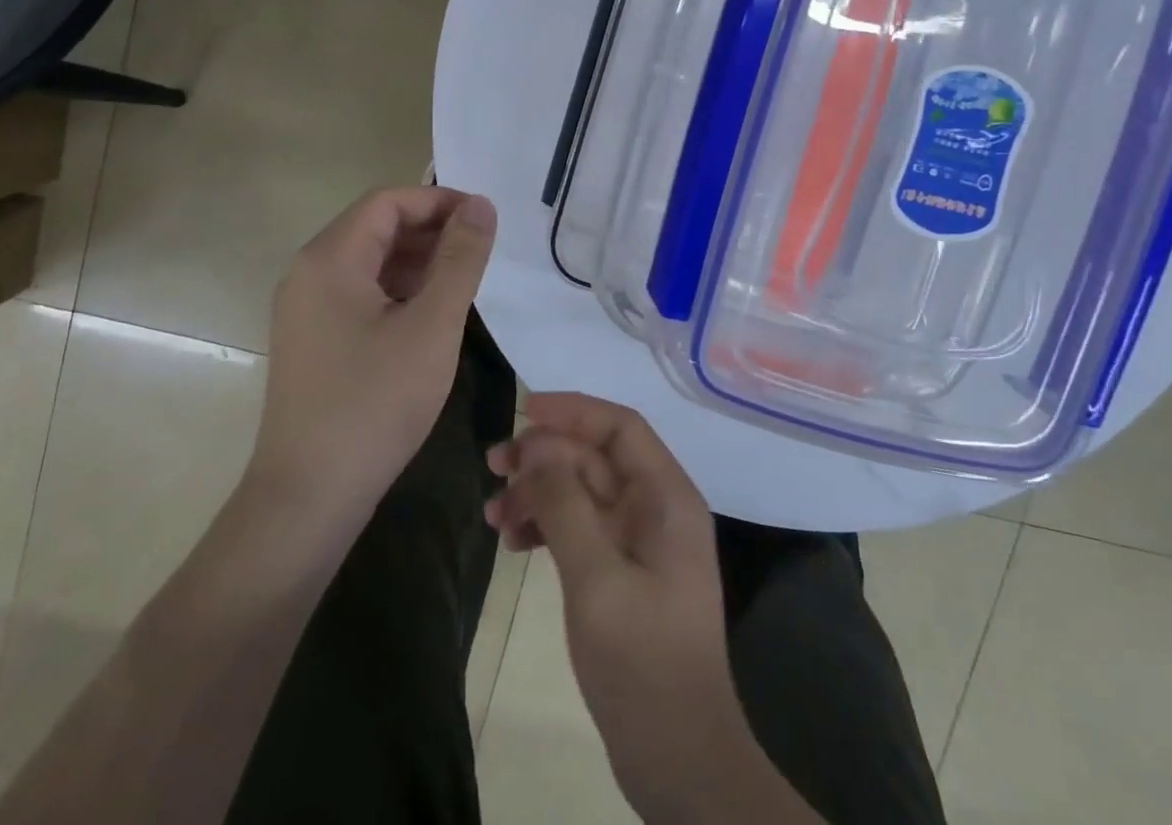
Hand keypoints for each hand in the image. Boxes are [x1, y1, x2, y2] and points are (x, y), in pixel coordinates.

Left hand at [248, 186, 495, 534]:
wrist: (309, 497)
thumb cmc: (374, 404)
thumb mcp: (431, 326)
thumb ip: (460, 259)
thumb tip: (481, 205)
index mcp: (330, 258)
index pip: (388, 202)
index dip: (439, 201)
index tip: (485, 220)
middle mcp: (309, 272)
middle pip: (377, 227)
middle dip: (432, 230)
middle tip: (482, 252)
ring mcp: (307, 307)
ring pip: (371, 261)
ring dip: (419, 261)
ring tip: (465, 281)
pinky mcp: (314, 337)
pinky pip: (361, 293)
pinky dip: (400, 290)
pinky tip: (432, 313)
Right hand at [486, 394, 783, 821]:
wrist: (678, 760)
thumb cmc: (642, 661)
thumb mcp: (596, 577)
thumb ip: (565, 503)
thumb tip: (537, 445)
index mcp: (666, 497)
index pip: (620, 426)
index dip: (573, 411)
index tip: (524, 412)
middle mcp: (656, 509)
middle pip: (595, 458)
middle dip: (544, 456)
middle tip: (493, 467)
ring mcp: (639, 543)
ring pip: (582, 492)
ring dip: (538, 493)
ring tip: (493, 515)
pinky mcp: (623, 573)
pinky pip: (580, 529)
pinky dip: (547, 526)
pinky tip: (514, 542)